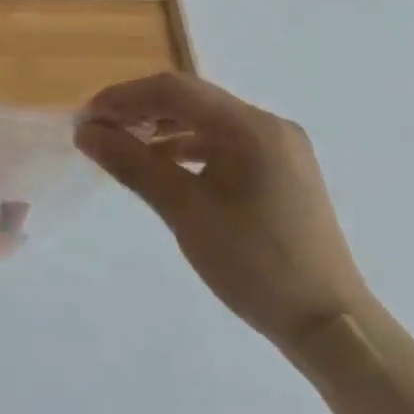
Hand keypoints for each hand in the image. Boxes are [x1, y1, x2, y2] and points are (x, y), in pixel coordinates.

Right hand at [74, 72, 369, 350]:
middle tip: (97, 131)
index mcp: (250, 127)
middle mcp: (268, 125)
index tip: (85, 119)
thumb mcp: (184, 210)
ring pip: (206, 120)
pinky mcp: (280, 171)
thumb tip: (86, 132)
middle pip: (190, 99)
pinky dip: (186, 147)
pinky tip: (162, 165)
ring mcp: (278, 148)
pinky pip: (223, 142)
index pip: (174, 90)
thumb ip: (132, 163)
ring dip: (160, 127)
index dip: (123, 98)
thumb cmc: (254, 263)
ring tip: (121, 146)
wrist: (328, 323)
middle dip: (139, 109)